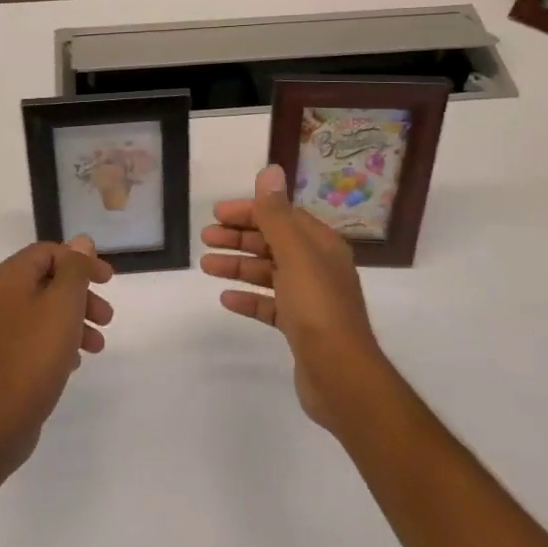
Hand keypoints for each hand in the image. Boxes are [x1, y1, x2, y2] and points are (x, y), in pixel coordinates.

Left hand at [0, 237, 114, 470]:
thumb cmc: (35, 353)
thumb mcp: (64, 303)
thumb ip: (75, 268)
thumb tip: (80, 242)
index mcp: (6, 278)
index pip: (48, 252)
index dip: (81, 262)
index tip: (108, 282)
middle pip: (46, 281)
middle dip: (81, 296)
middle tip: (107, 317)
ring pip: (41, 311)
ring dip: (73, 320)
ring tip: (97, 345)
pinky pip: (32, 336)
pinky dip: (56, 340)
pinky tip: (73, 361)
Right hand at [202, 164, 386, 428]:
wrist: (341, 376)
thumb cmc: (317, 307)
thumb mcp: (295, 253)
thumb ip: (277, 214)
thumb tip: (270, 170)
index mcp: (321, 245)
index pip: (282, 216)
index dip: (250, 212)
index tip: (217, 214)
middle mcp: (318, 267)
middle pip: (273, 243)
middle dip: (239, 238)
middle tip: (206, 238)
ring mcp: (309, 299)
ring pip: (268, 273)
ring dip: (238, 265)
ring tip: (206, 266)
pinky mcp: (300, 328)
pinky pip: (269, 305)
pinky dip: (248, 298)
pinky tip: (226, 299)